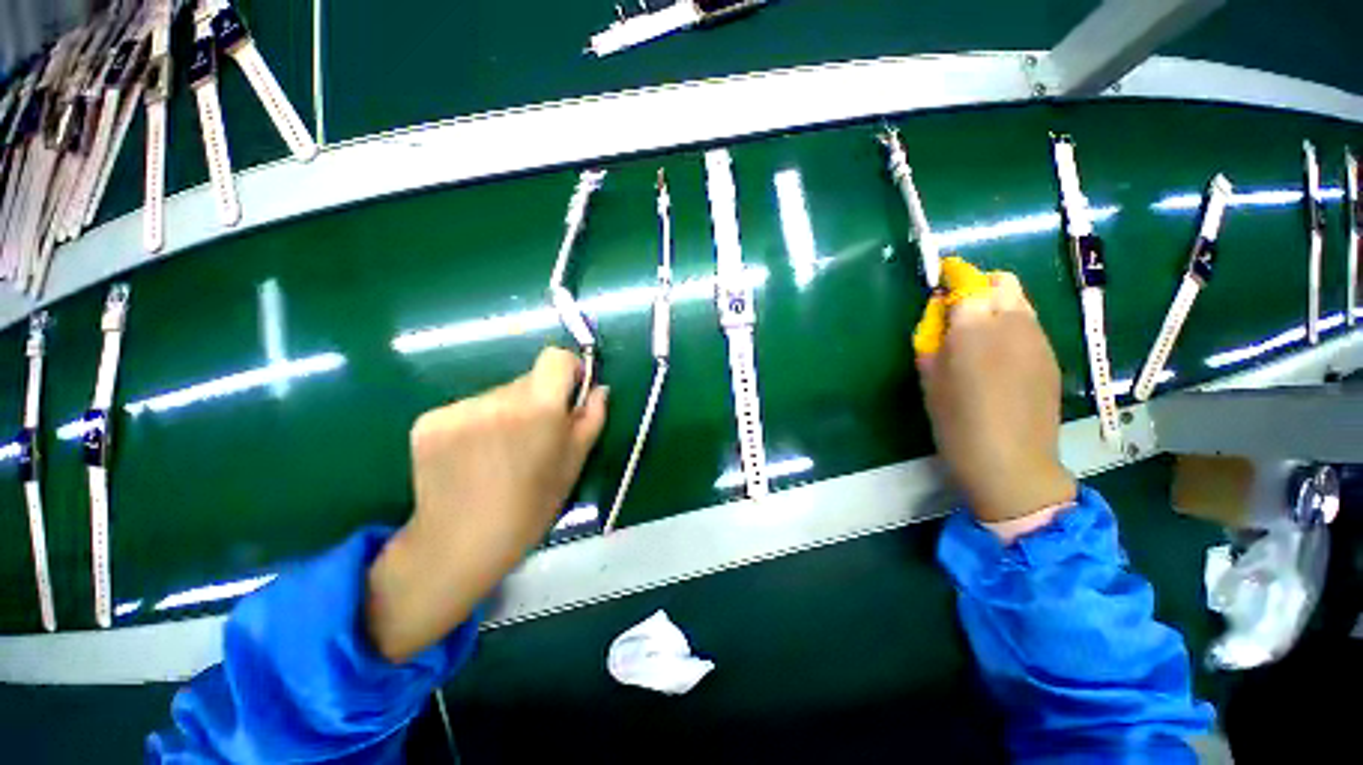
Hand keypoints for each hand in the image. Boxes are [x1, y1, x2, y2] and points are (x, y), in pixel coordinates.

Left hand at [367, 348, 607, 661]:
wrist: (461, 544)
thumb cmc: (531, 506)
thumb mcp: (574, 463)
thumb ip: (592, 418)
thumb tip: (600, 388)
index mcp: (539, 408)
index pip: (556, 357)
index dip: (568, 370)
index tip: (569, 394)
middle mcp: (498, 398)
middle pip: (527, 379)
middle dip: (537, 399)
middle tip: (534, 437)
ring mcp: (459, 408)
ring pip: (497, 394)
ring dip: (506, 412)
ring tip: (500, 452)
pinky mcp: (429, 420)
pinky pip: (466, 407)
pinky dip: (475, 423)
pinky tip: (472, 456)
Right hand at [916, 262, 1075, 534]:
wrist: (1010, 461)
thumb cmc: (956, 421)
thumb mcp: (929, 379)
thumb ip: (932, 340)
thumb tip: (938, 316)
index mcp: (975, 328)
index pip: (968, 283)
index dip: (953, 280)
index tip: (940, 287)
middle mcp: (1014, 323)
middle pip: (1004, 282)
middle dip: (980, 287)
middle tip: (960, 314)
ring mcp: (1039, 339)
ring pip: (1021, 301)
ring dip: (998, 306)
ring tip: (981, 337)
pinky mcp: (1052, 356)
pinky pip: (1031, 325)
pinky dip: (1013, 327)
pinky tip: (1000, 358)